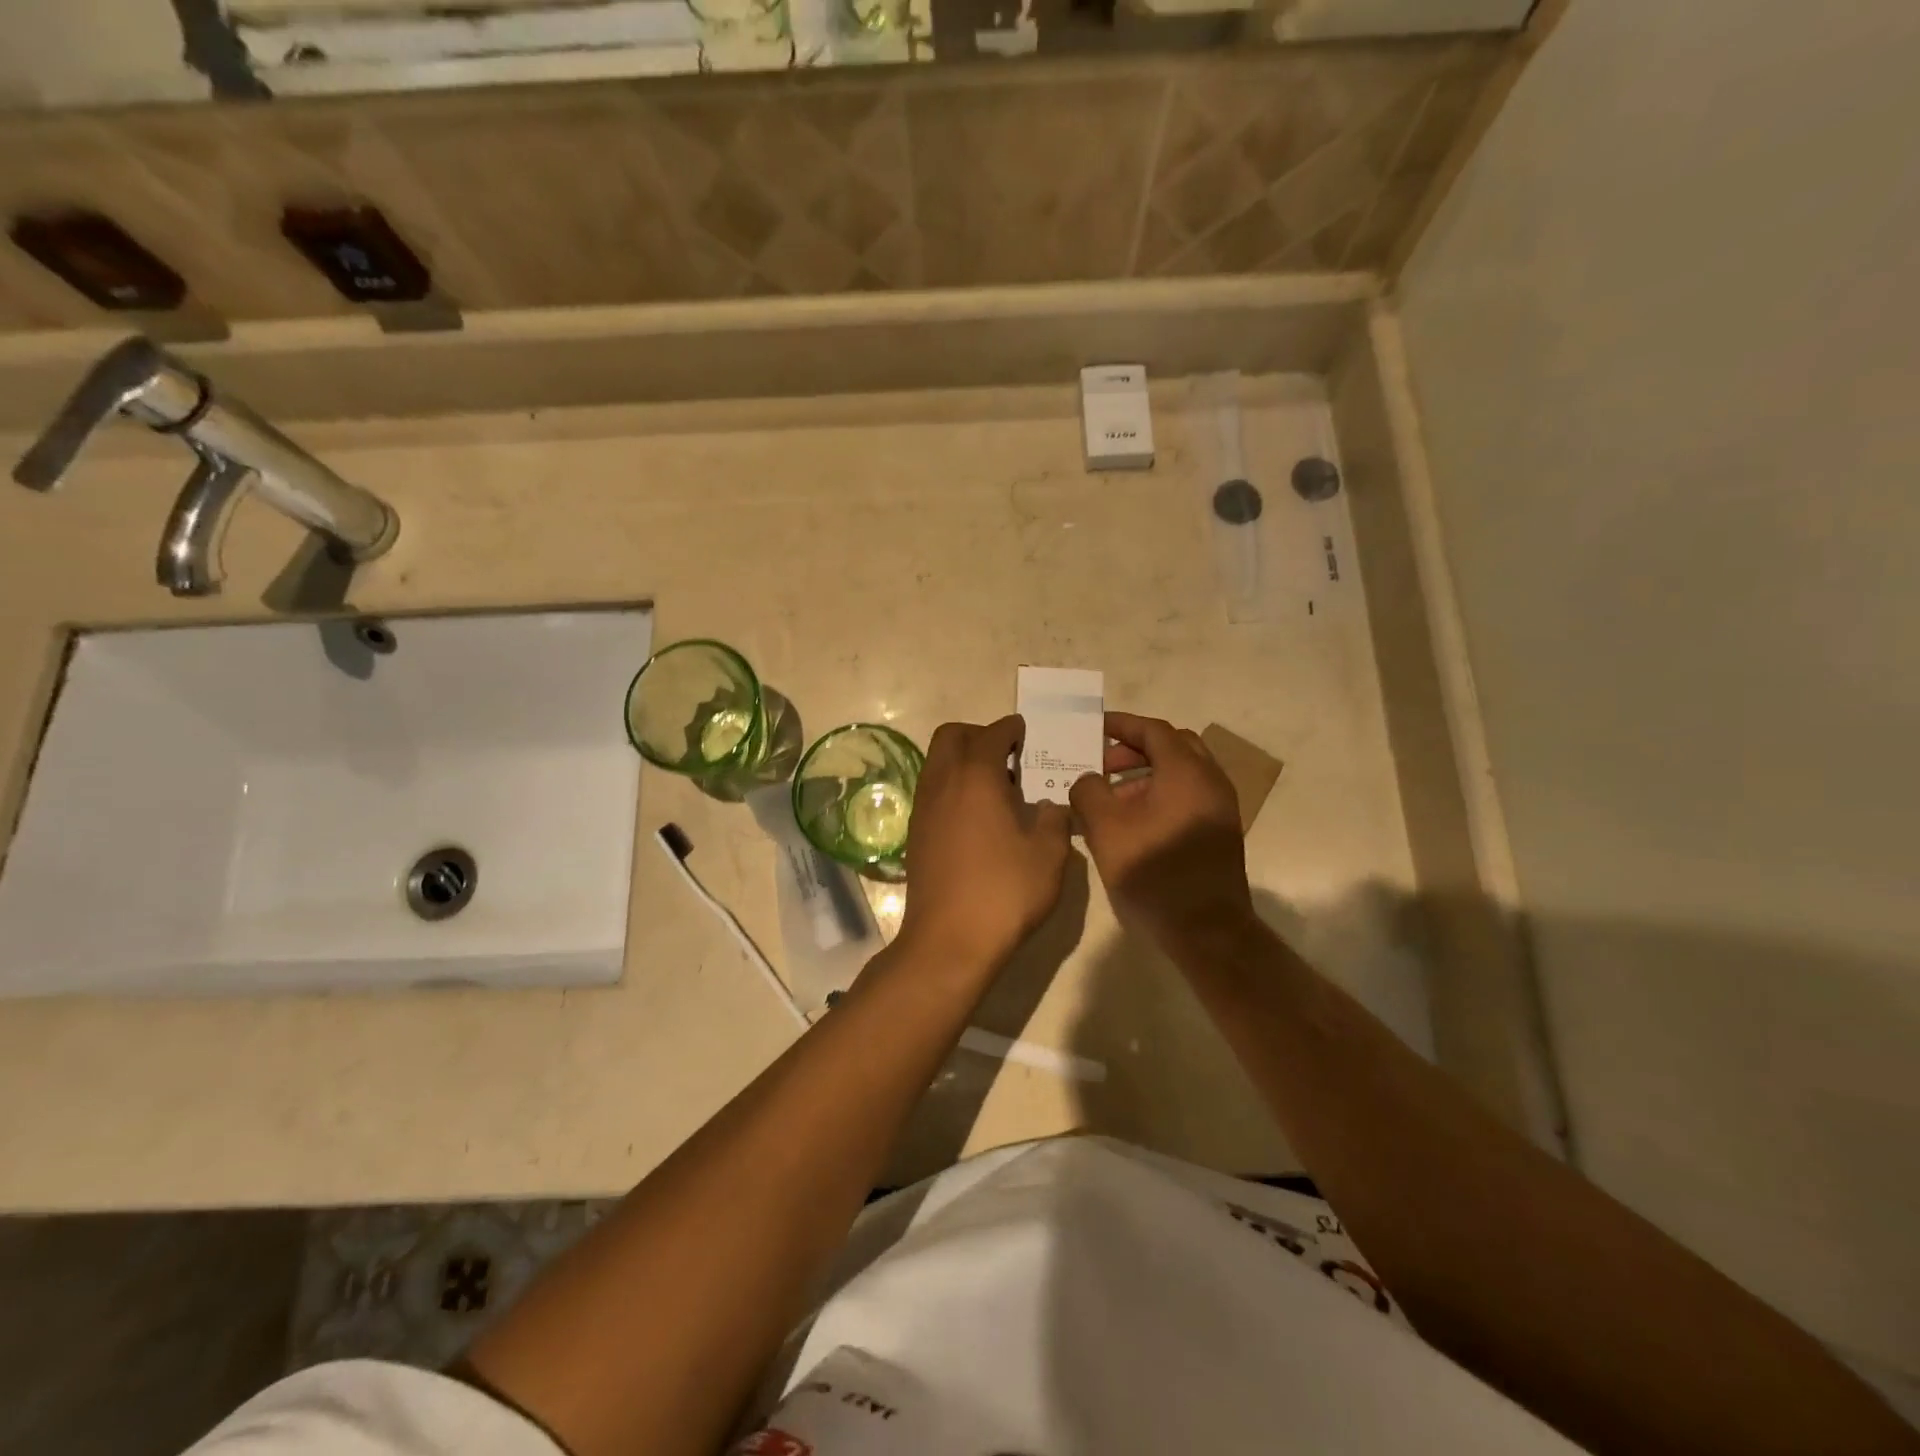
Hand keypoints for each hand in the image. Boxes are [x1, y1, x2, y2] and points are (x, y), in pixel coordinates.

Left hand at [898, 715, 1072, 974]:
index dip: (1010, 729)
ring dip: (963, 761)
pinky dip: (953, 787)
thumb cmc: (1004, 892)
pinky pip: (932, 790)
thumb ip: (1053, 819)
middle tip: (1007, 755)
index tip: (1025, 732)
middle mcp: (942, 783)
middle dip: (978, 735)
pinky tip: (977, 817)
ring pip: (937, 762)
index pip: (991, 734)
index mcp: (976, 777)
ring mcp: (923, 808)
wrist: (949, 941)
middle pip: (951, 736)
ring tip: (995, 787)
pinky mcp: (915, 834)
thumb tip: (1046, 806)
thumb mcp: (1049, 855)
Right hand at [1069, 712, 1251, 947]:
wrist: (1206, 928)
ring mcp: (1220, 806)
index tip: (1094, 728)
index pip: (1153, 730)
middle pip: (1173, 745)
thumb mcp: (1106, 828)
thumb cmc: (1154, 872)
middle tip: (1103, 763)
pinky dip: (1161, 792)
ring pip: (1182, 771)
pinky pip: (1189, 794)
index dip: (1122, 725)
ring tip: (1112, 796)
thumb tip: (1088, 780)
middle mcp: (1210, 780)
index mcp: (1186, 771)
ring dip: (1147, 773)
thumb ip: (1089, 791)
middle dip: (1135, 748)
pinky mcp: (1220, 830)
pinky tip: (1135, 820)